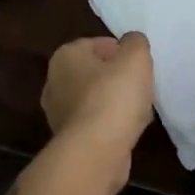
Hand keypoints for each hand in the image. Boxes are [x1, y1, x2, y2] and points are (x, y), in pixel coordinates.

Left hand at [40, 34, 154, 192]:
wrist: (96, 152)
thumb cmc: (114, 96)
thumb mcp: (135, 57)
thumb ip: (135, 43)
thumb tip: (132, 42)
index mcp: (65, 56)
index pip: (96, 44)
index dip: (121, 51)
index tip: (138, 64)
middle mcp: (55, 82)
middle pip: (94, 72)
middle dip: (117, 77)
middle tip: (140, 85)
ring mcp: (58, 113)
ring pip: (95, 99)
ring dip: (115, 102)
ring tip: (139, 108)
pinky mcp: (69, 139)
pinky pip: (95, 123)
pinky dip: (111, 124)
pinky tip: (130, 130)